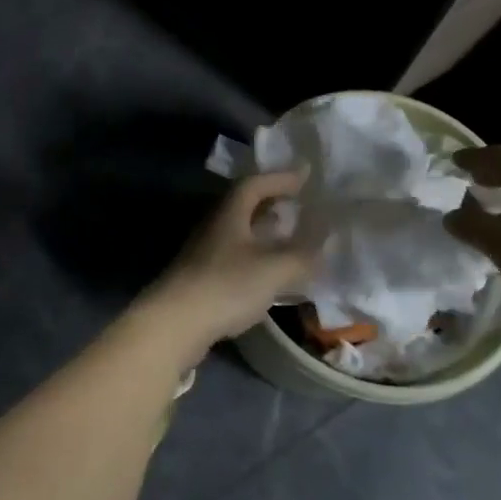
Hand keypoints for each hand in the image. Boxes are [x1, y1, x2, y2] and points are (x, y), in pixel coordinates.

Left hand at [137, 171, 315, 357]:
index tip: (306, 176)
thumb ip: (302, 255)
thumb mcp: (273, 269)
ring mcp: (205, 253)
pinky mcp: (203, 278)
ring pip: (241, 233)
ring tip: (291, 238)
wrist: (174, 323)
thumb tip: (326, 243)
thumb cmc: (225, 285)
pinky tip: (271, 274)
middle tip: (301, 205)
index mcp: (230, 213)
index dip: (281, 178)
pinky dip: (258, 258)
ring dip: (266, 232)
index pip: (255, 184)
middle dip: (274, 203)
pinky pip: (236, 257)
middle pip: (245, 206)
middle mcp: (215, 226)